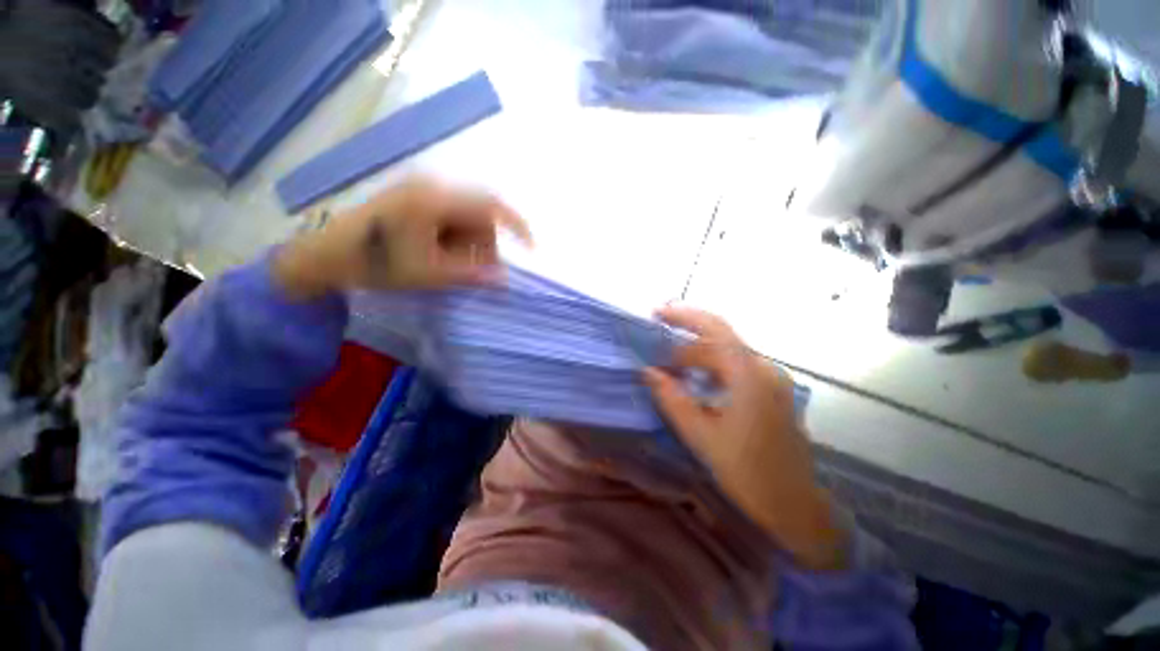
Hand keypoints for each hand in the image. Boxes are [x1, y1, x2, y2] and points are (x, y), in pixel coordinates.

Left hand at [273, 178, 531, 298]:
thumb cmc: (375, 264)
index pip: (491, 204)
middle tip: (476, 271)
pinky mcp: (416, 197)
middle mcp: (431, 185)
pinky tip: (439, 253)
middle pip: (480, 214)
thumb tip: (505, 278)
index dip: (517, 225)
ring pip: (467, 217)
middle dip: (484, 245)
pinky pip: (452, 217)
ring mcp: (422, 189)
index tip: (531, 249)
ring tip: (448, 265)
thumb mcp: (428, 274)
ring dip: (469, 244)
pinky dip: (456, 238)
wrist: (326, 255)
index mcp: (434, 198)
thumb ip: (470, 274)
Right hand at [643, 307, 846, 569]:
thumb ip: (672, 398)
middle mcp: (765, 368)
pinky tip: (698, 380)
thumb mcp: (701, 436)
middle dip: (685, 341)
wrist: (794, 505)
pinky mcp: (773, 390)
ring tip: (673, 366)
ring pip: (728, 351)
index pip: (713, 329)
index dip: (682, 316)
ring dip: (698, 353)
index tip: (656, 314)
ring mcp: (773, 379)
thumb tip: (648, 371)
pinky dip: (712, 365)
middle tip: (658, 353)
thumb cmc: (747, 472)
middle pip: (719, 339)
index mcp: (749, 375)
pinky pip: (737, 365)